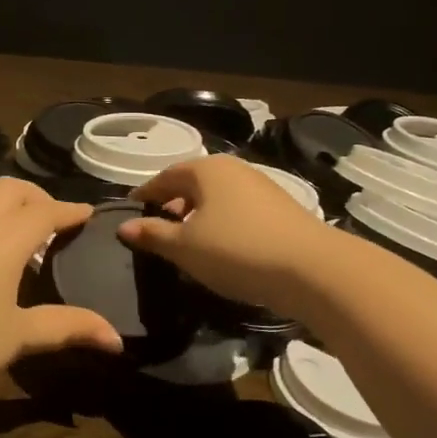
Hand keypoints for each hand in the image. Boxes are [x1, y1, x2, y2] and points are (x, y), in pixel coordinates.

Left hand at [0, 177, 123, 398]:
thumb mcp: (19, 336)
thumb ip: (68, 327)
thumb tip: (116, 337)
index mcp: (5, 238)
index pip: (46, 211)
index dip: (70, 210)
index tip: (87, 213)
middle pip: (10, 188)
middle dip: (35, 196)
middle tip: (50, 218)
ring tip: (9, 228)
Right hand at [118, 155, 335, 314]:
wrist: (312, 268)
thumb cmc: (236, 250)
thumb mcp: (185, 247)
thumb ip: (152, 234)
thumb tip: (124, 226)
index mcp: (205, 169)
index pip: (164, 177)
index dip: (145, 194)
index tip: (130, 210)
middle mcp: (233, 168)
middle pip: (192, 183)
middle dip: (172, 204)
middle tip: (157, 229)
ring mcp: (260, 185)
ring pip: (217, 196)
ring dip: (198, 215)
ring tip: (188, 242)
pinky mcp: (280, 207)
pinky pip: (238, 209)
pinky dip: (222, 222)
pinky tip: (222, 247)